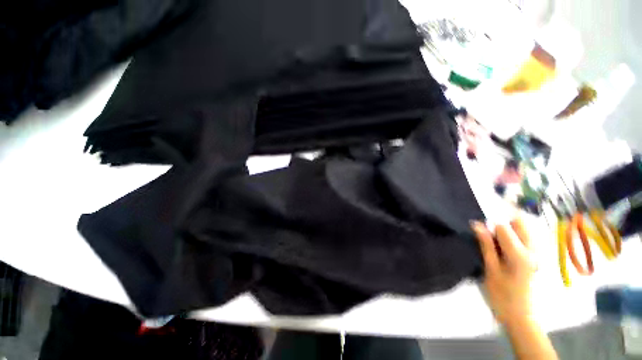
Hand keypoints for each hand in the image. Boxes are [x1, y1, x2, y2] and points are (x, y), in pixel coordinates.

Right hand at [471, 219, 536, 324]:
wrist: (520, 316)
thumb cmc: (502, 295)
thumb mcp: (490, 270)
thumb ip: (486, 245)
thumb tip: (477, 224)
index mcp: (520, 254)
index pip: (504, 226)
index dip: (489, 226)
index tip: (479, 233)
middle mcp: (533, 250)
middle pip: (519, 222)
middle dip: (502, 224)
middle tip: (490, 238)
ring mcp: (537, 253)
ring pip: (523, 229)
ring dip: (508, 231)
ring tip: (496, 245)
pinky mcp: (536, 257)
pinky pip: (525, 238)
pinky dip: (513, 237)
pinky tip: (505, 251)